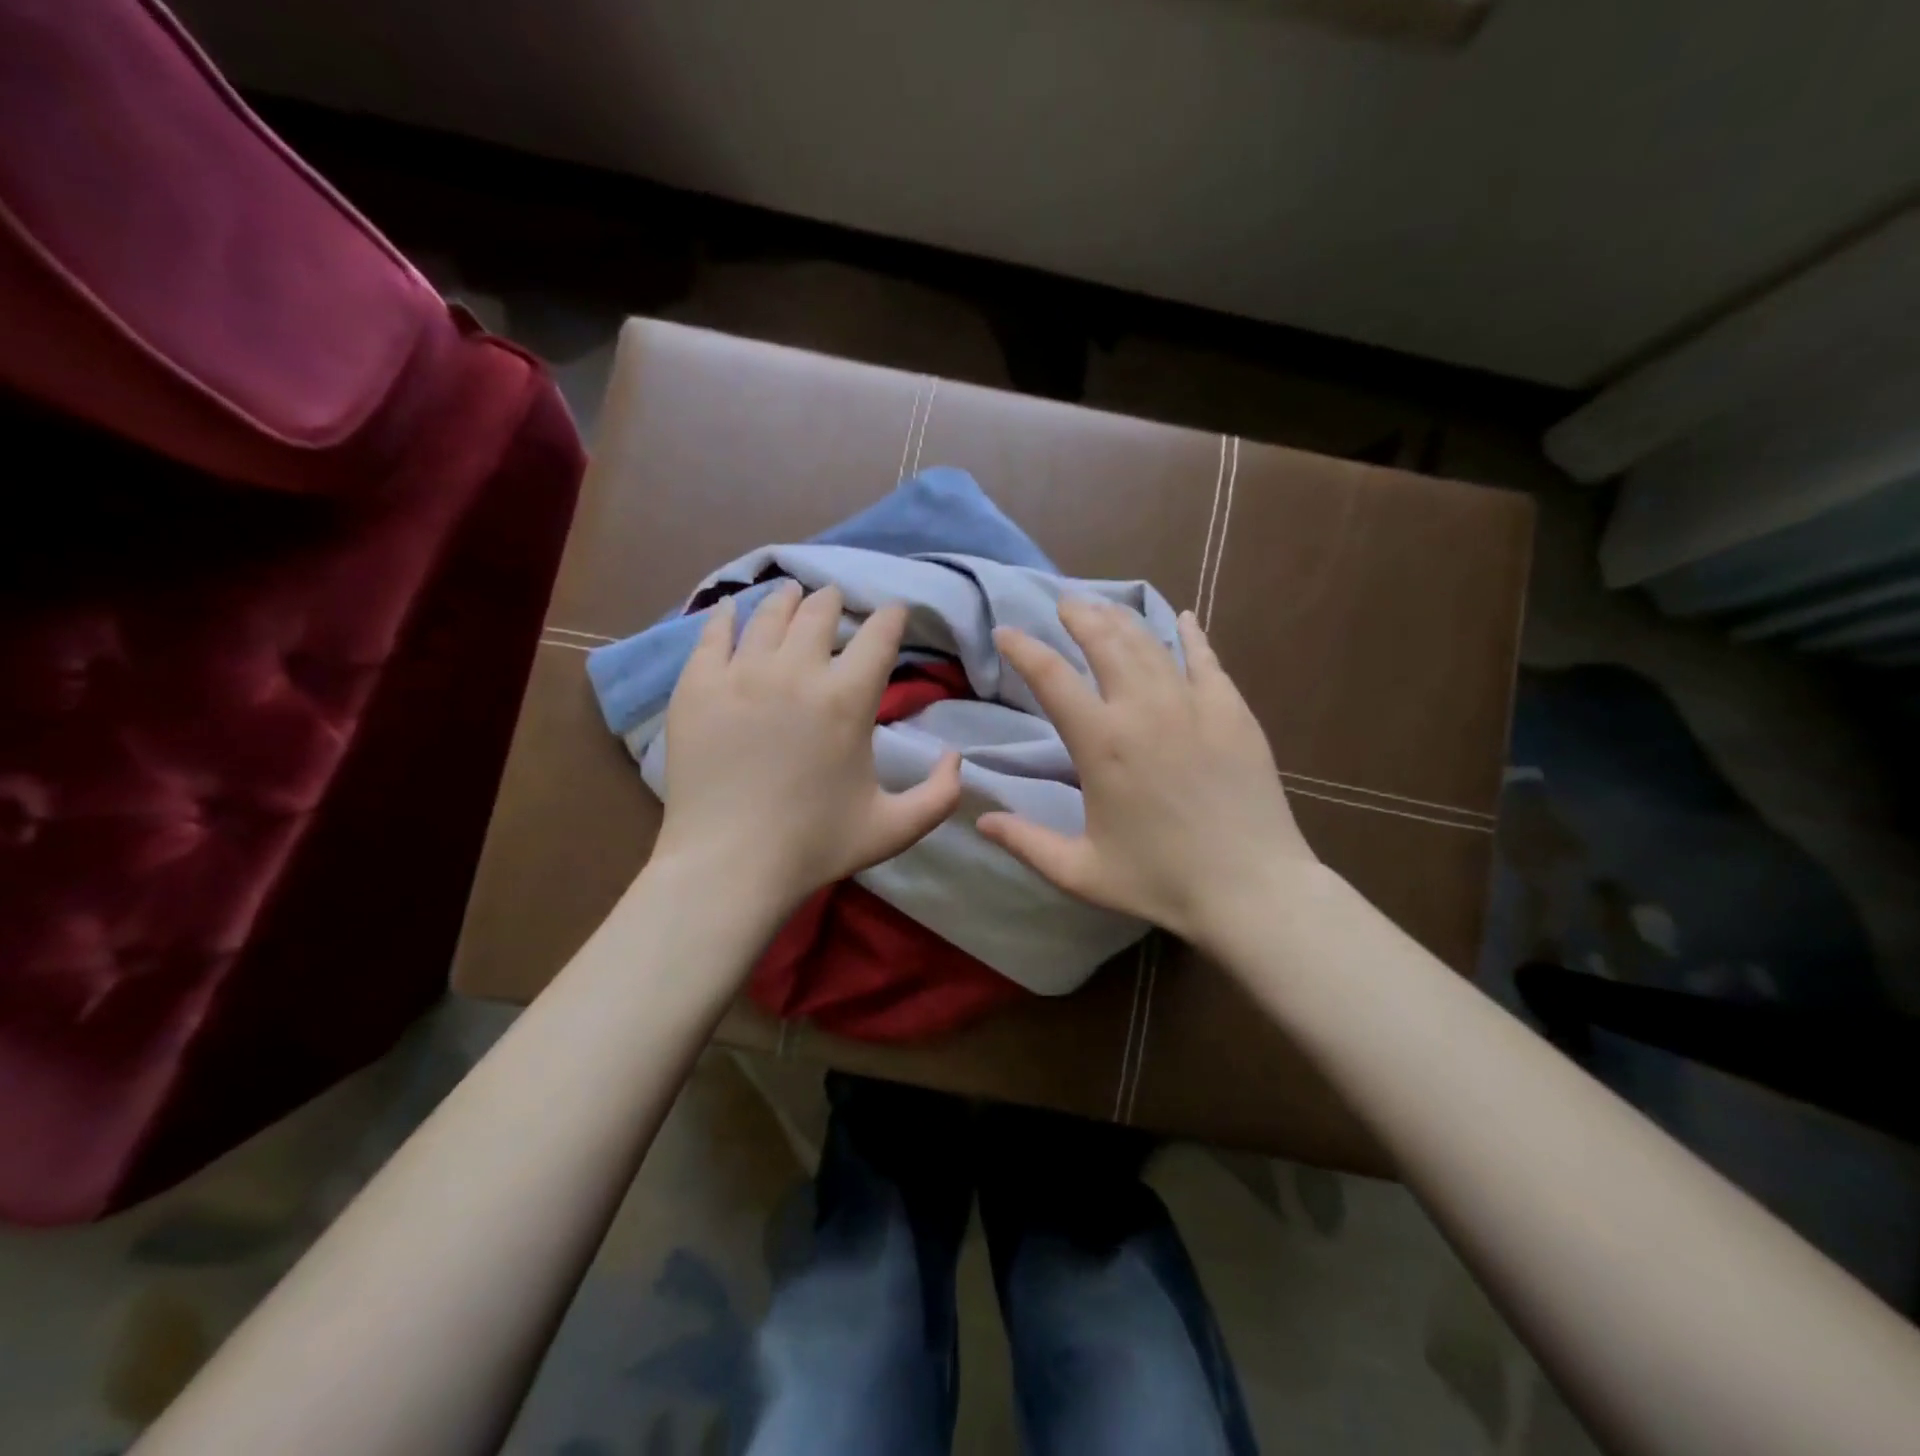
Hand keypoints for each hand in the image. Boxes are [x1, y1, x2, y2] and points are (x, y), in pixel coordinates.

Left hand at [655, 580, 962, 908]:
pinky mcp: (698, 686)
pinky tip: (733, 608)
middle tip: (836, 601)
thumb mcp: (895, 828)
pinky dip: (728, 616)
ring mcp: (741, 674)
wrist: (729, 866)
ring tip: (793, 593)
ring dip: (788, 599)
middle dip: (835, 602)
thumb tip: (957, 756)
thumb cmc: (815, 847)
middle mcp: (797, 671)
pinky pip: (713, 634)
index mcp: (849, 699)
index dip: (891, 616)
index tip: (893, 612)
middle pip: (820, 612)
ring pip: (769, 614)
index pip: (879, 635)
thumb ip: (940, 794)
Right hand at [977, 598, 1314, 945]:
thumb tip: (980, 821)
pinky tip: (1184, 617)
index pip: (1051, 677)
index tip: (1005, 632)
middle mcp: (1144, 709)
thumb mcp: (1080, 871)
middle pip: (1104, 642)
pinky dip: (1191, 635)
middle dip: (1078, 615)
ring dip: (1123, 619)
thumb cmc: (1160, 881)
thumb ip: (1026, 842)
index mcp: (1101, 743)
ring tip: (1105, 605)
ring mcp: (1193, 704)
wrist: (1251, 888)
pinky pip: (1207, 659)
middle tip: (1064, 601)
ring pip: (1150, 643)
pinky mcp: (1233, 712)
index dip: (1023, 649)